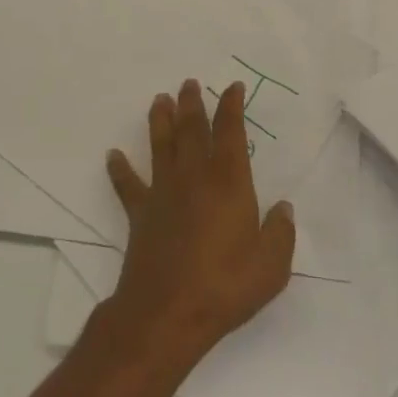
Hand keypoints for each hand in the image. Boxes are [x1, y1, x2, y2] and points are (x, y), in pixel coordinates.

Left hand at [101, 80, 295, 372]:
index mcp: (228, 182)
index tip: (232, 88)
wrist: (167, 313)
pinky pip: (128, 185)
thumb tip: (284, 209)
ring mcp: (163, 193)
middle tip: (189, 83)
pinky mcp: (140, 214)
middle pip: (191, 130)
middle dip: (192, 103)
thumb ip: (280, 233)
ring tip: (160, 99)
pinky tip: (113, 155)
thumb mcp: (271, 266)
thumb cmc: (225, 286)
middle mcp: (194, 177)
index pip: (230, 132)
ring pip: (160, 146)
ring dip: (160, 121)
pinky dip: (119, 169)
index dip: (231, 107)